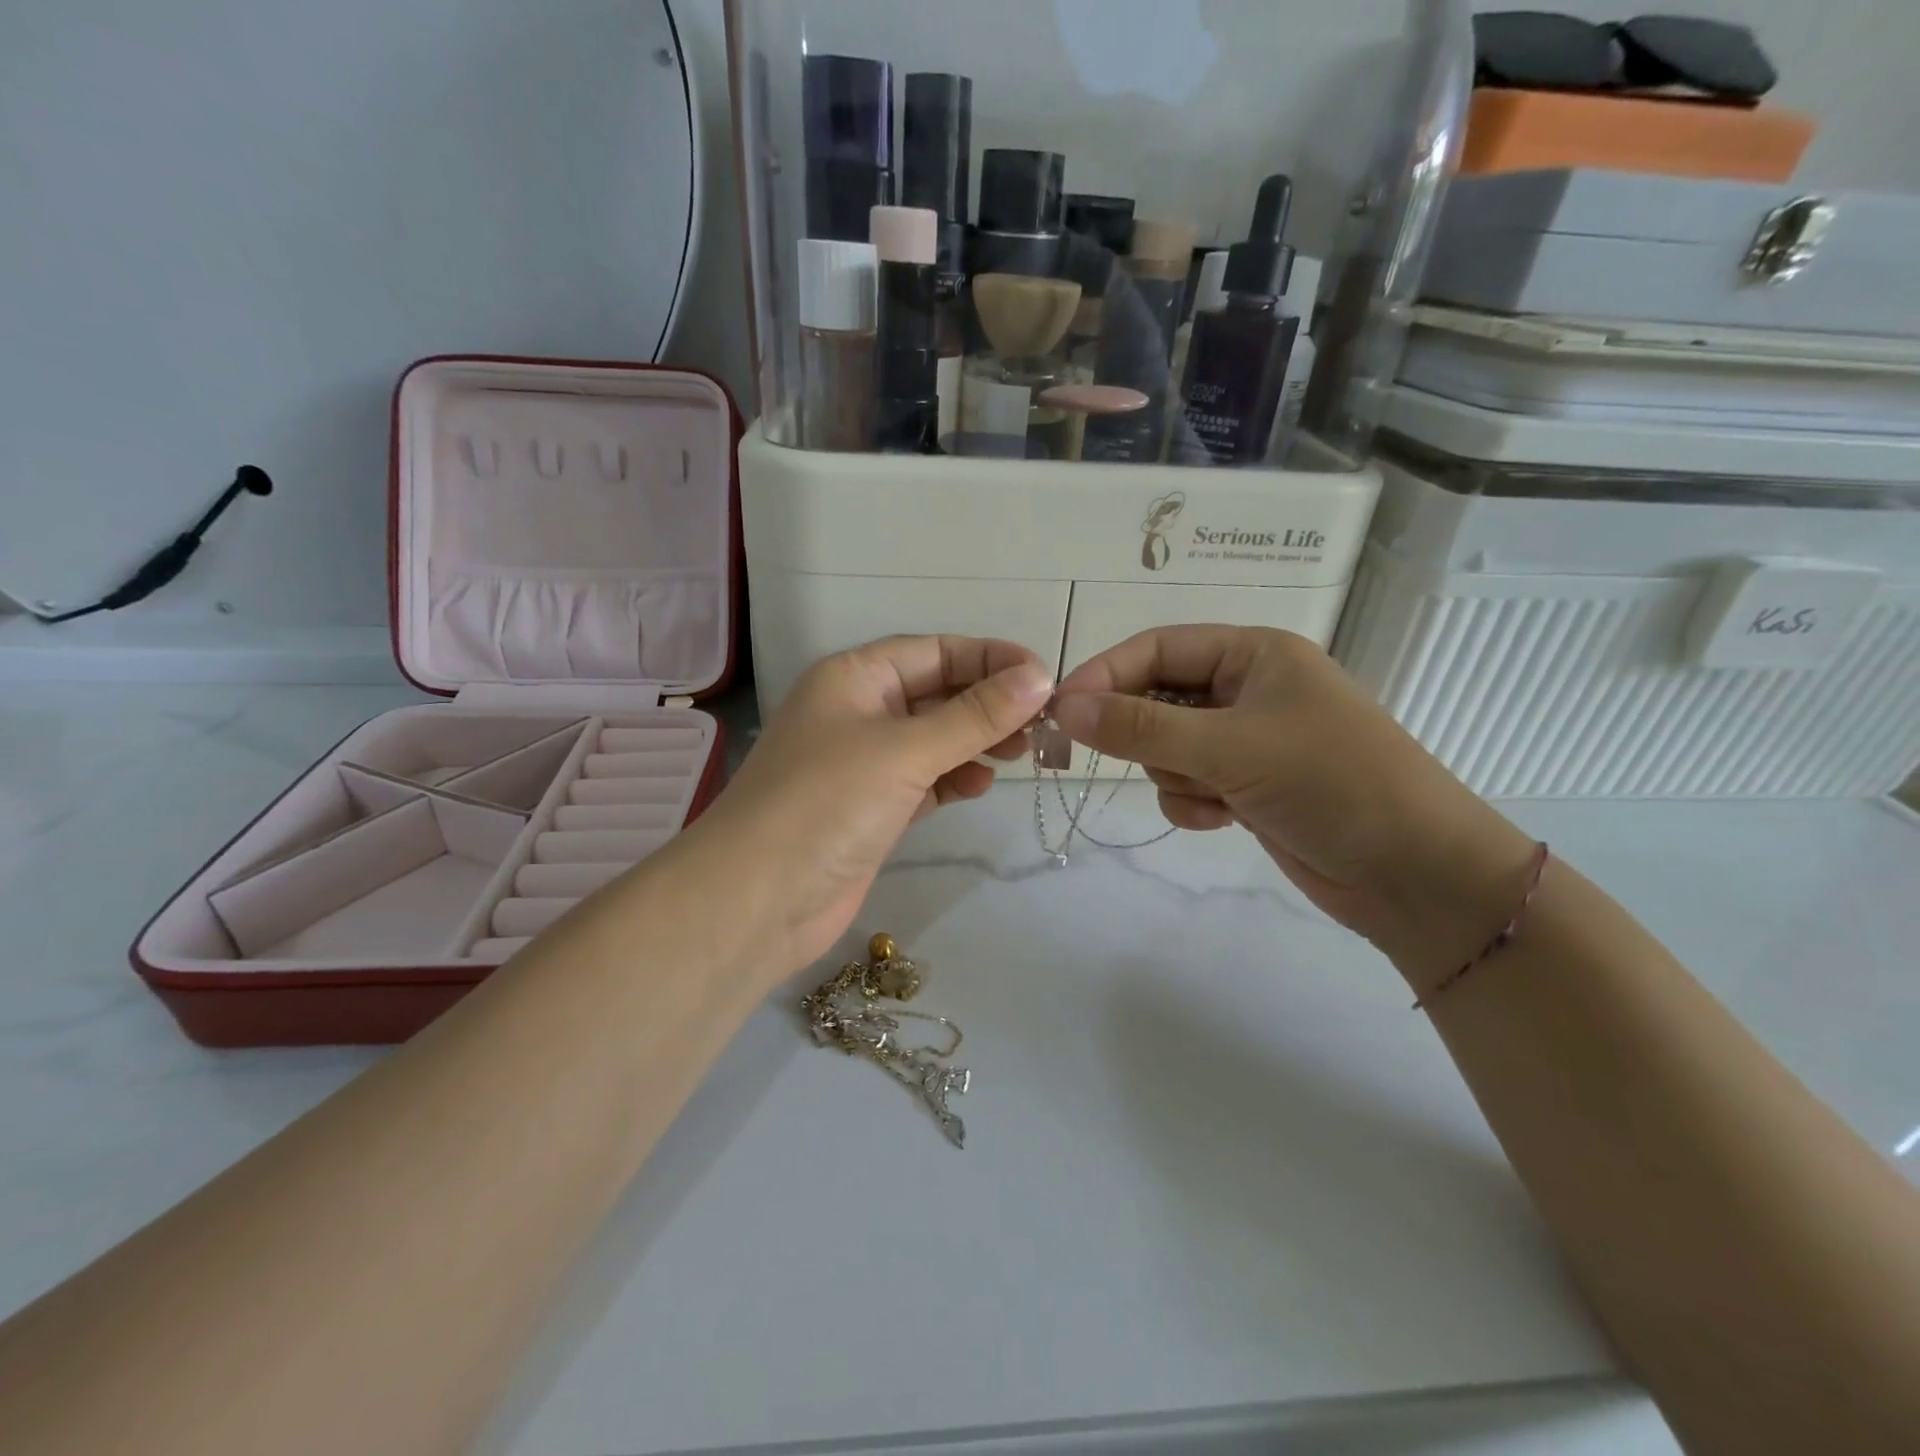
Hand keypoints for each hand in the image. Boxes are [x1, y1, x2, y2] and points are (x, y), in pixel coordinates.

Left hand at [686, 637, 1052, 981]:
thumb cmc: (827, 803)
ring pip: (933, 739)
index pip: (934, 651)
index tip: (1043, 677)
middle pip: (936, 694)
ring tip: (1020, 755)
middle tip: (1040, 725)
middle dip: (988, 704)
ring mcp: (862, 764)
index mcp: (854, 678)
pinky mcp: (870, 810)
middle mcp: (857, 712)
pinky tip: (979, 787)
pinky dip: (953, 779)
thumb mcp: (905, 749)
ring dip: (976, 742)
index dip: (989, 658)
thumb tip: (1039, 677)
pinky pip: (923, 780)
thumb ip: (974, 715)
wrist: (757, 901)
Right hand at [1052, 627, 1538, 989]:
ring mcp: (1248, 740)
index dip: (1106, 674)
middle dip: (1146, 735)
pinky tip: (1219, 819)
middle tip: (1141, 761)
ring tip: (1211, 796)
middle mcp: (1248, 689)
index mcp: (1253, 655)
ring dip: (1174, 774)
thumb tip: (1066, 707)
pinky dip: (1191, 801)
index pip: (1157, 648)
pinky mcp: (1248, 784)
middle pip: (1157, 698)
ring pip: (1167, 746)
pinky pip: (1188, 781)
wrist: (1415, 874)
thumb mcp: (1231, 747)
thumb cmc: (1332, 783)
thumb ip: (1142, 727)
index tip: (1061, 711)